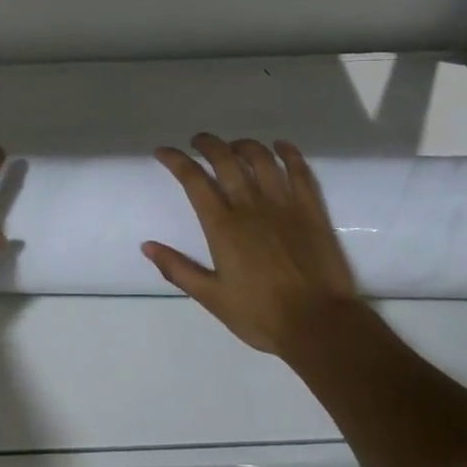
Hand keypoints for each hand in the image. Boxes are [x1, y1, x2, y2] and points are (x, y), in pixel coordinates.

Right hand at [143, 134, 360, 357]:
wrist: (319, 324)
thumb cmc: (261, 315)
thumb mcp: (212, 298)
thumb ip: (178, 269)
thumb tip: (147, 246)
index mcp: (222, 226)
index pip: (193, 180)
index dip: (176, 160)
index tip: (163, 151)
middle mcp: (250, 205)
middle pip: (225, 160)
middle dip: (208, 144)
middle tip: (198, 141)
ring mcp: (284, 203)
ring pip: (261, 158)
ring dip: (243, 145)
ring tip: (234, 146)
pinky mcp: (311, 208)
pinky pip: (299, 170)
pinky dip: (288, 152)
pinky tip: (280, 146)